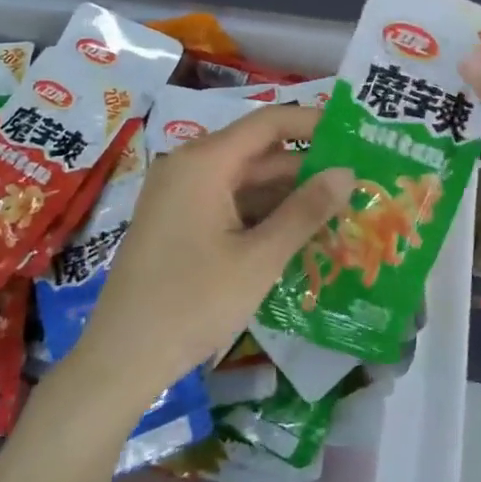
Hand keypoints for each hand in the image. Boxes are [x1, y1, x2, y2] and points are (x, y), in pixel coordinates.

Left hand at [67, 104, 353, 413]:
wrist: (122, 358)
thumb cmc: (193, 303)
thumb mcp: (259, 258)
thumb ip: (306, 211)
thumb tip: (347, 173)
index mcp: (204, 162)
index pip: (269, 123)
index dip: (314, 124)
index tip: (356, 136)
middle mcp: (189, 167)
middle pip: (259, 153)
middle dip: (308, 169)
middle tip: (359, 184)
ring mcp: (180, 195)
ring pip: (246, 182)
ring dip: (289, 196)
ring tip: (340, 211)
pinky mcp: (178, 221)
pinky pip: (229, 203)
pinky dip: (263, 215)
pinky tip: (299, 235)